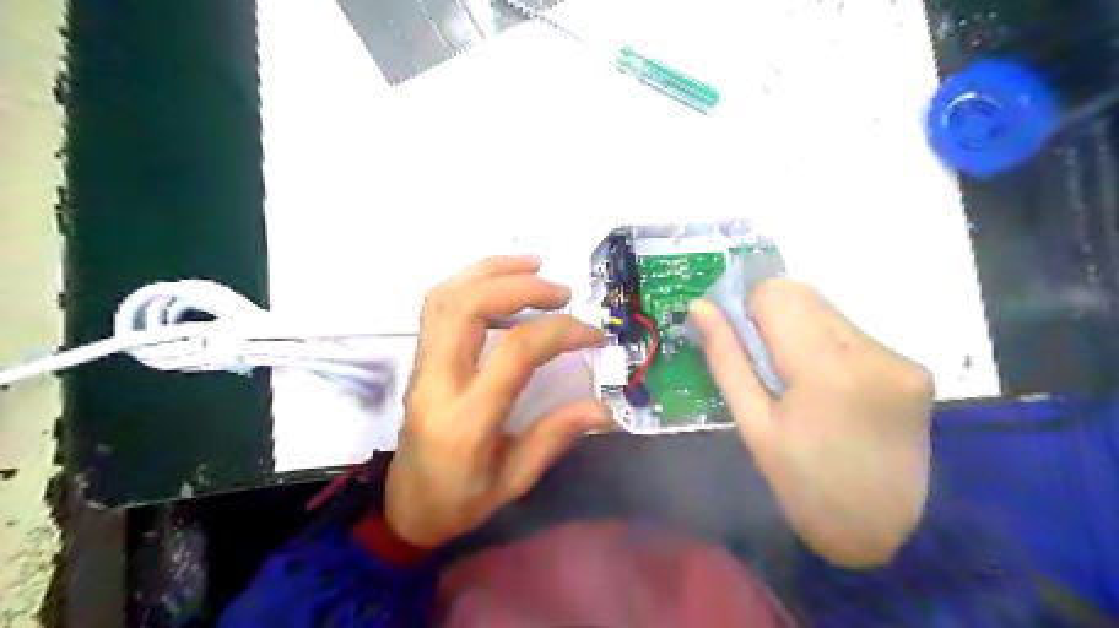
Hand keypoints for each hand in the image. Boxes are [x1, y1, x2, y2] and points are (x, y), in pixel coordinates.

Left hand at [389, 256, 610, 549]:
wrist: (406, 507)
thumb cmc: (461, 501)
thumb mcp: (515, 481)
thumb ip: (556, 437)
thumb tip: (604, 409)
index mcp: (467, 419)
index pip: (515, 352)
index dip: (560, 332)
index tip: (593, 334)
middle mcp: (438, 381)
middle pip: (468, 307)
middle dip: (520, 286)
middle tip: (561, 291)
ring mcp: (421, 365)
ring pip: (446, 296)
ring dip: (491, 271)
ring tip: (534, 265)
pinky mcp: (419, 359)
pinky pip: (437, 305)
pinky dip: (470, 282)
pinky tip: (500, 283)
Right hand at [693, 278, 938, 566]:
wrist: (881, 529)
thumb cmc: (801, 482)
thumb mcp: (752, 423)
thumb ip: (726, 358)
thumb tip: (700, 307)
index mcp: (825, 371)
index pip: (778, 293)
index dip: (750, 309)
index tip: (744, 343)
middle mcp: (871, 352)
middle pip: (805, 295)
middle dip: (775, 318)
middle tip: (767, 365)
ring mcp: (900, 358)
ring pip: (829, 310)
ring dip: (803, 330)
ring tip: (800, 381)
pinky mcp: (915, 366)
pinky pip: (854, 332)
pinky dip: (830, 346)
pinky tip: (830, 388)